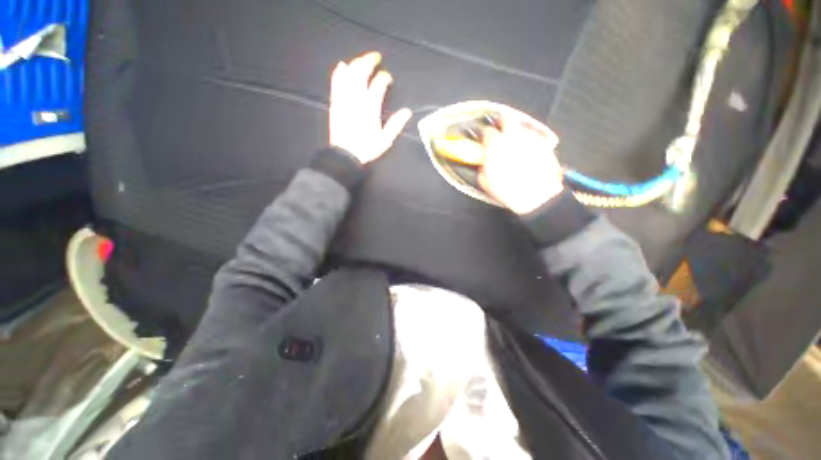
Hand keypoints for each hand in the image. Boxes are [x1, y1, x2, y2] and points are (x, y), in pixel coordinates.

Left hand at [329, 52, 412, 163]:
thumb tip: (407, 111)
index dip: (384, 78)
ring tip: (362, 59)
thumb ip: (396, 124)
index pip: (379, 84)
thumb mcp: (385, 139)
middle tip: (376, 57)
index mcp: (371, 107)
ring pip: (349, 73)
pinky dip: (339, 72)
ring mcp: (345, 98)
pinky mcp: (335, 102)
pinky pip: (336, 82)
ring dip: (356, 63)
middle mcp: (357, 98)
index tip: (388, 78)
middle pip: (362, 72)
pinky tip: (342, 65)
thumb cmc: (367, 148)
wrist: (346, 154)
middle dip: (369, 61)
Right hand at [478, 118, 563, 214]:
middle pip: (505, 119)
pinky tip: (527, 149)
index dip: (485, 136)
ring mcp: (530, 137)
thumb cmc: (510, 191)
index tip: (485, 142)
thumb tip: (482, 165)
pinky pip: (533, 134)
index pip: (487, 132)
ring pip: (520, 125)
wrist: (539, 196)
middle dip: (500, 124)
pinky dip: (527, 138)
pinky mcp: (544, 142)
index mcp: (495, 146)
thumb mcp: (488, 184)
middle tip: (499, 132)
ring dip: (514, 131)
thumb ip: (482, 170)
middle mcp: (513, 136)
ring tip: (513, 142)